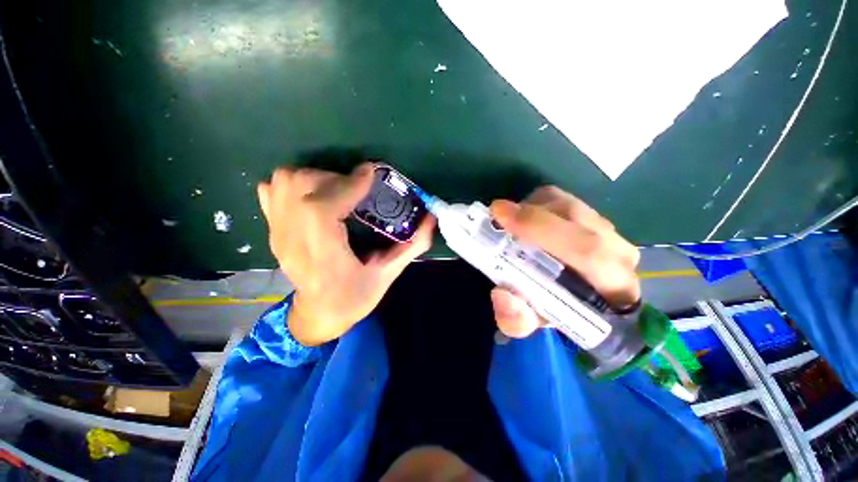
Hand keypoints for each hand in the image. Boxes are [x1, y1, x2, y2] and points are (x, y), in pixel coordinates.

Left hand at [257, 164, 434, 345]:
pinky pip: (271, 190)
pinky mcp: (273, 230)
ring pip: (283, 181)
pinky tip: (312, 197)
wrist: (317, 315)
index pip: (323, 207)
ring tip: (336, 191)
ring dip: (314, 178)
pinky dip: (292, 184)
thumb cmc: (353, 299)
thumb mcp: (387, 276)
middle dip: (335, 178)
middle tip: (356, 189)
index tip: (370, 174)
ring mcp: (278, 233)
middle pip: (301, 185)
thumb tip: (431, 218)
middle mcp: (293, 240)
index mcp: (324, 255)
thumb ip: (411, 246)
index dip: (348, 184)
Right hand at [488, 186, 639, 337]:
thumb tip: (502, 293)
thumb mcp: (530, 324)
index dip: (542, 230)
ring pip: (565, 204)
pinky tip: (523, 220)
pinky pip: (559, 198)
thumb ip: (516, 319)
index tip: (502, 218)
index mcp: (614, 287)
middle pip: (576, 218)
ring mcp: (606, 229)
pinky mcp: (590, 215)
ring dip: (531, 209)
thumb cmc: (553, 312)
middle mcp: (618, 253)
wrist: (574, 297)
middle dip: (531, 215)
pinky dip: (534, 203)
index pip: (590, 253)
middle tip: (497, 214)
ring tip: (510, 225)